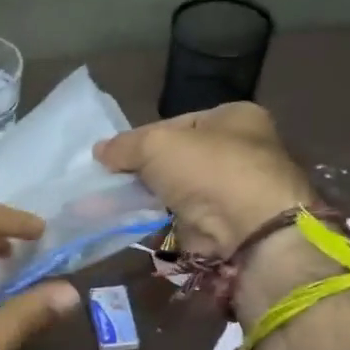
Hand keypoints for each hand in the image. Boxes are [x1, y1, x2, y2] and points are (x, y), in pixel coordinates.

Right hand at [93, 102, 315, 257]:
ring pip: (180, 189)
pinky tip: (138, 223)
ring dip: (153, 197)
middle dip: (147, 170)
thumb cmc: (209, 171)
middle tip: (115, 181)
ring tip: (119, 203)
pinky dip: (163, 221)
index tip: (116, 156)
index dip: (144, 137)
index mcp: (236, 117)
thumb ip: (125, 146)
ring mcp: (236, 190)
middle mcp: (242, 150)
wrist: (249, 232)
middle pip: (179, 157)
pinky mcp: (227, 224)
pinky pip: (184, 217)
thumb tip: (100, 151)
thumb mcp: (156, 145)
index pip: (177, 123)